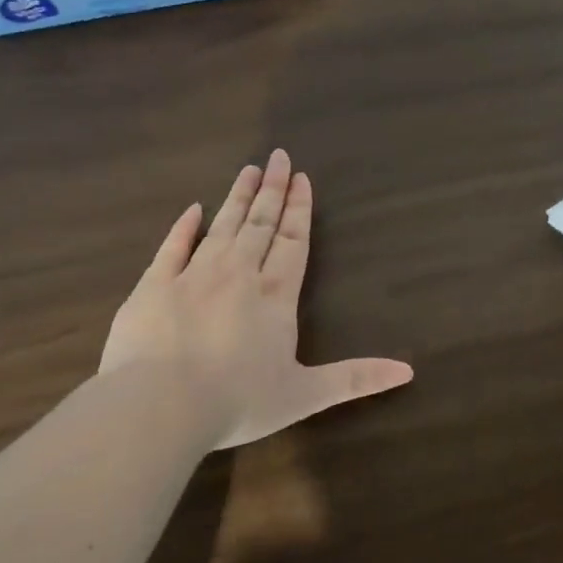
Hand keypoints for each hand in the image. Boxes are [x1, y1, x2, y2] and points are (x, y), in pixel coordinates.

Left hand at [100, 149, 412, 448]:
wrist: (159, 406)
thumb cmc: (237, 401)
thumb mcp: (305, 395)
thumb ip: (355, 379)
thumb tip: (408, 372)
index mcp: (275, 296)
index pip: (293, 242)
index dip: (299, 210)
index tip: (302, 178)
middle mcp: (238, 275)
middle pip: (261, 224)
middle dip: (273, 190)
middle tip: (279, 157)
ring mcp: (193, 276)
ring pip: (222, 226)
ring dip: (238, 198)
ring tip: (249, 170)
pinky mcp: (153, 286)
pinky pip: (172, 247)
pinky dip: (184, 227)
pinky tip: (194, 209)